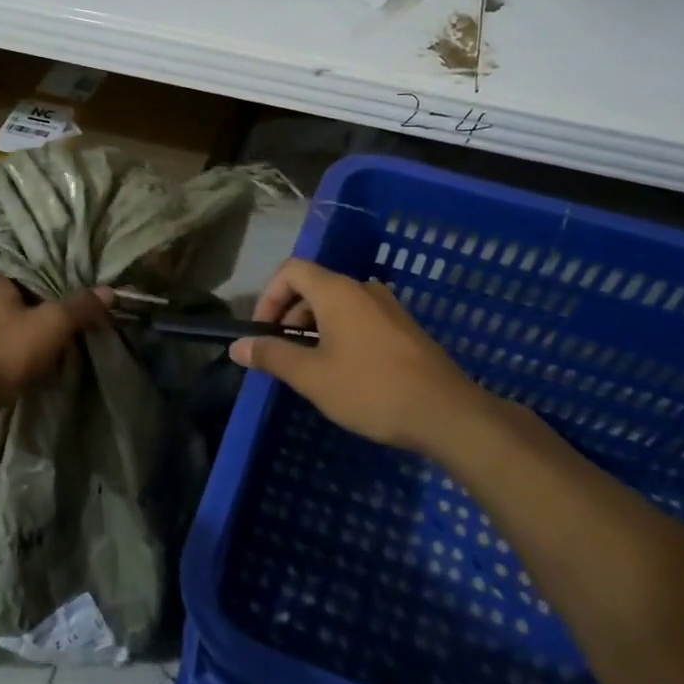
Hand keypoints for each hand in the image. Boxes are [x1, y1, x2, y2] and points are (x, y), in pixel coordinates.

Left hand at [0, 276, 111, 404]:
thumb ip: (80, 306)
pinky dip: (26, 350)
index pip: (31, 268)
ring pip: (17, 323)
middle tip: (79, 312)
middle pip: (25, 297)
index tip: (80, 283)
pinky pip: (10, 346)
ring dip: (38, 330)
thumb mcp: (53, 323)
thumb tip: (110, 290)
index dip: (57, 274)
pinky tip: (44, 358)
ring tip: (67, 336)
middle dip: (50, 305)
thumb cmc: (7, 349)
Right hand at [230, 257, 487, 453]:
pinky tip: (344, 373)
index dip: (268, 296)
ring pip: (338, 305)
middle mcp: (363, 289)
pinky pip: (360, 319)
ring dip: (314, 327)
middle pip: (314, 286)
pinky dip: (339, 334)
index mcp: (338, 291)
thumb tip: (238, 346)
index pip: (291, 270)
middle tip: (281, 354)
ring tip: (310, 367)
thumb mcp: (312, 377)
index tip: (262, 332)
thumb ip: (272, 356)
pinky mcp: (404, 328)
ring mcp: (388, 307)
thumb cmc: (371, 390)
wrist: (446, 413)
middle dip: (289, 315)